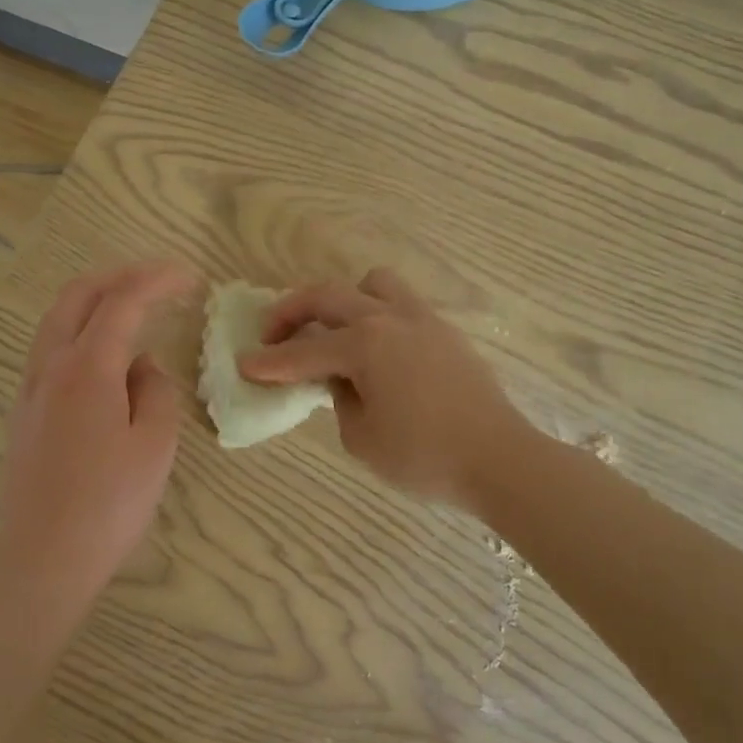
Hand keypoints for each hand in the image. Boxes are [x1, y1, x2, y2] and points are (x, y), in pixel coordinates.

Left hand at [0, 260, 195, 610]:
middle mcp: (51, 365)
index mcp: (87, 367)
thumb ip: (155, 390)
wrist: (42, 558)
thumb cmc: (109, 503)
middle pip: (78, 294)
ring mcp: (31, 387)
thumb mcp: (154, 443)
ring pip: (58, 318)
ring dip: (96, 299)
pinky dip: (81, 328)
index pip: (123, 301)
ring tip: (134, 305)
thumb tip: (141, 365)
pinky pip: (51, 347)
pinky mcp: (25, 410)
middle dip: (121, 275)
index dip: (158, 280)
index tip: (191, 278)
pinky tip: (105, 353)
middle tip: (160, 279)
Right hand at [238, 267, 531, 503]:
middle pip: (328, 296)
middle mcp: (390, 319)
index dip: (269, 361)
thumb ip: (340, 400)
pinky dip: (376, 316)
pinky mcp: (444, 331)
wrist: (499, 458)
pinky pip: (400, 305)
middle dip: (291, 312)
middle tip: (271, 335)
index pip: (303, 352)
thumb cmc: (425, 457)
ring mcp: (422, 319)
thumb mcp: (363, 438)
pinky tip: (376, 351)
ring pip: (372, 284)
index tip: (243, 364)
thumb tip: (342, 380)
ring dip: (343, 301)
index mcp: (365, 344)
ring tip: (336, 332)